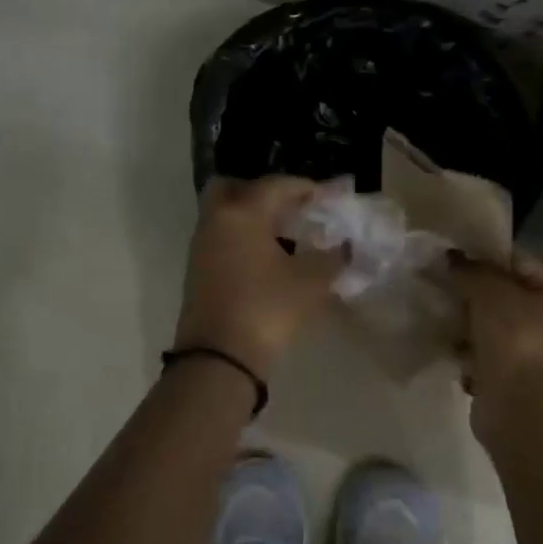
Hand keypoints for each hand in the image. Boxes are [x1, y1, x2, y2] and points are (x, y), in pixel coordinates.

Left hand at [172, 176, 343, 377]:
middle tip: (290, 206)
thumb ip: (332, 258)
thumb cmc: (266, 309)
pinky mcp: (197, 269)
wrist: (218, 358)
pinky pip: (220, 236)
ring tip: (285, 233)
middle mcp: (217, 220)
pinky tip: (266, 256)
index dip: (304, 187)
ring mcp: (202, 245)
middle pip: (233, 187)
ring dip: (251, 215)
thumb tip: (345, 247)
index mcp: (243, 212)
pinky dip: (241, 236)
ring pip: (224, 213)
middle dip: (262, 192)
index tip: (326, 197)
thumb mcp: (310, 283)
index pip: (275, 185)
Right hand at [448, 251, 542, 403]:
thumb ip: (470, 270)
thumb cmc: (514, 338)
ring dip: (467, 319)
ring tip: (438, 310)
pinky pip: (484, 352)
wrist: (517, 407)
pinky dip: (466, 348)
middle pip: (506, 295)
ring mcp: (534, 354)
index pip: (521, 262)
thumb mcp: (489, 290)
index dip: (487, 256)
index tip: (454, 255)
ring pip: (492, 325)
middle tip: (441, 281)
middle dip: (473, 290)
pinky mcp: (512, 378)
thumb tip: (452, 258)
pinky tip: (445, 341)